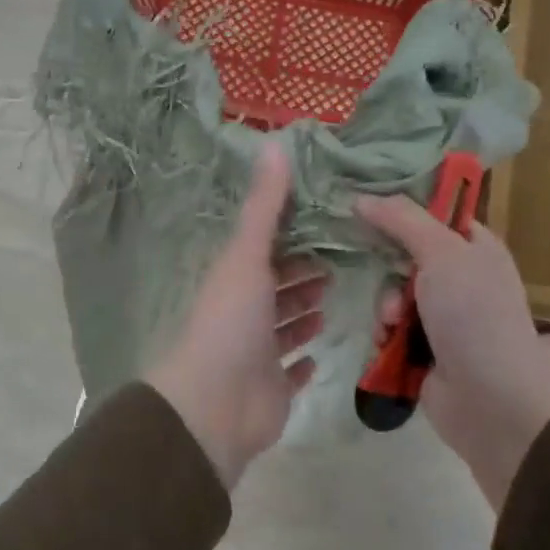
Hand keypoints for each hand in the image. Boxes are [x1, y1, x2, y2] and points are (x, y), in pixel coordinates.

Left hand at [146, 143, 326, 488]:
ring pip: (281, 329)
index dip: (288, 238)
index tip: (322, 225)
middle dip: (299, 276)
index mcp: (234, 281)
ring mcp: (256, 356)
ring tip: (330, 302)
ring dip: (300, 315)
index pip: (263, 252)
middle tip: (335, 266)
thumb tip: (275, 144)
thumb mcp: (247, 256)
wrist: (214, 406)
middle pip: (273, 289)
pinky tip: (318, 354)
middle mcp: (243, 315)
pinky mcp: (270, 392)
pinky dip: (300, 364)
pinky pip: (288, 374)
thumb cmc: (231, 323)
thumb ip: (265, 206)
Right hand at [355, 196, 549, 510]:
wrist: (493, 402)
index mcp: (475, 247)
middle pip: (405, 255)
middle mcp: (461, 277)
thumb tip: (361, 197)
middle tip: (386, 277)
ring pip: (393, 294)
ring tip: (391, 323)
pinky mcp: (425, 350)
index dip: (399, 210)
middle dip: (388, 269)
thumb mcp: (442, 253)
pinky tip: (386, 344)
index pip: (431, 215)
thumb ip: (401, 221)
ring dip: (385, 306)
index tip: (362, 207)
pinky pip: (391, 330)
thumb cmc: (474, 315)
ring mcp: (443, 317)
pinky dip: (385, 335)